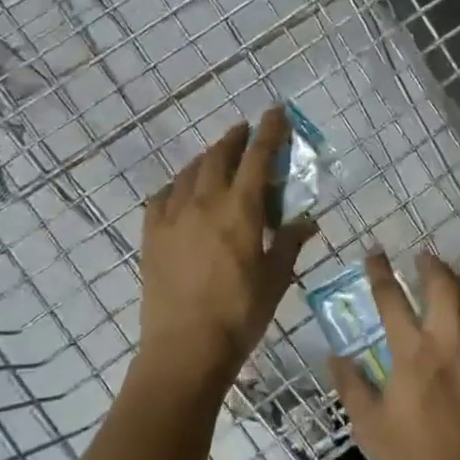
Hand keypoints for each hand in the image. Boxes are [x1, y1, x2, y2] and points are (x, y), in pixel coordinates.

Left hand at [137, 107, 315, 399]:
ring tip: (218, 158)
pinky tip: (181, 192)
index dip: (269, 131)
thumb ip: (289, 242)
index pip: (257, 157)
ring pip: (189, 172)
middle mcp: (204, 202)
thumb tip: (308, 220)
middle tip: (246, 132)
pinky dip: (177, 186)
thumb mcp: (276, 278)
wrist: (185, 348)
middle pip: (219, 156)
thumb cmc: (240, 313)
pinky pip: (162, 197)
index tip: (275, 112)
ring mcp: (173, 217)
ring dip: (207, 158)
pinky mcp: (151, 235)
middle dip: (235, 138)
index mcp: (240, 209)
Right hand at [328, 251, 459, 459]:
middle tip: (422, 259)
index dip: (379, 271)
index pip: (391, 297)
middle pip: (443, 283)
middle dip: (430, 264)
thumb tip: (335, 357)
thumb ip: (350, 386)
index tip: (374, 254)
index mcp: (412, 352)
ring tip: (455, 283)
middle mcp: (450, 341)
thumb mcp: (370, 427)